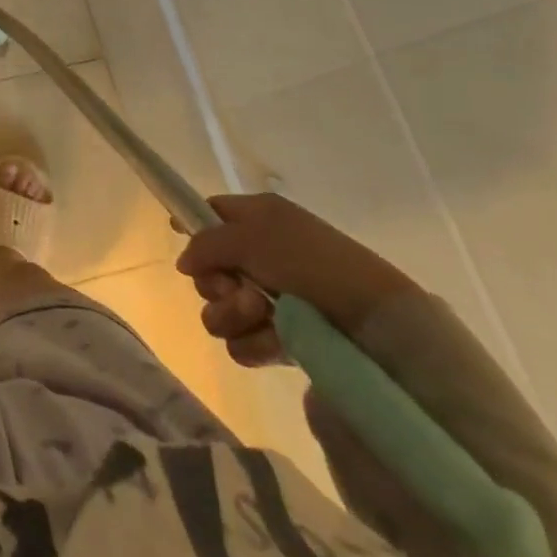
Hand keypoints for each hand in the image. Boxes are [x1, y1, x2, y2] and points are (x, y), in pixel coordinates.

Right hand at [175, 193, 417, 366]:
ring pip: (220, 310)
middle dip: (217, 284)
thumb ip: (206, 244)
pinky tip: (276, 343)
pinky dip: (254, 343)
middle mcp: (260, 255)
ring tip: (263, 316)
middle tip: (241, 288)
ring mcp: (270, 300)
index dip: (192, 225)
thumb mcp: (253, 237)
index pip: (211, 212)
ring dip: (233, 314)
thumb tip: (184, 263)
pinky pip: (242, 342)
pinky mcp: (281, 339)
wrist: (374, 322)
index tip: (182, 240)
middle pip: (208, 270)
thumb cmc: (311, 262)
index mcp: (258, 219)